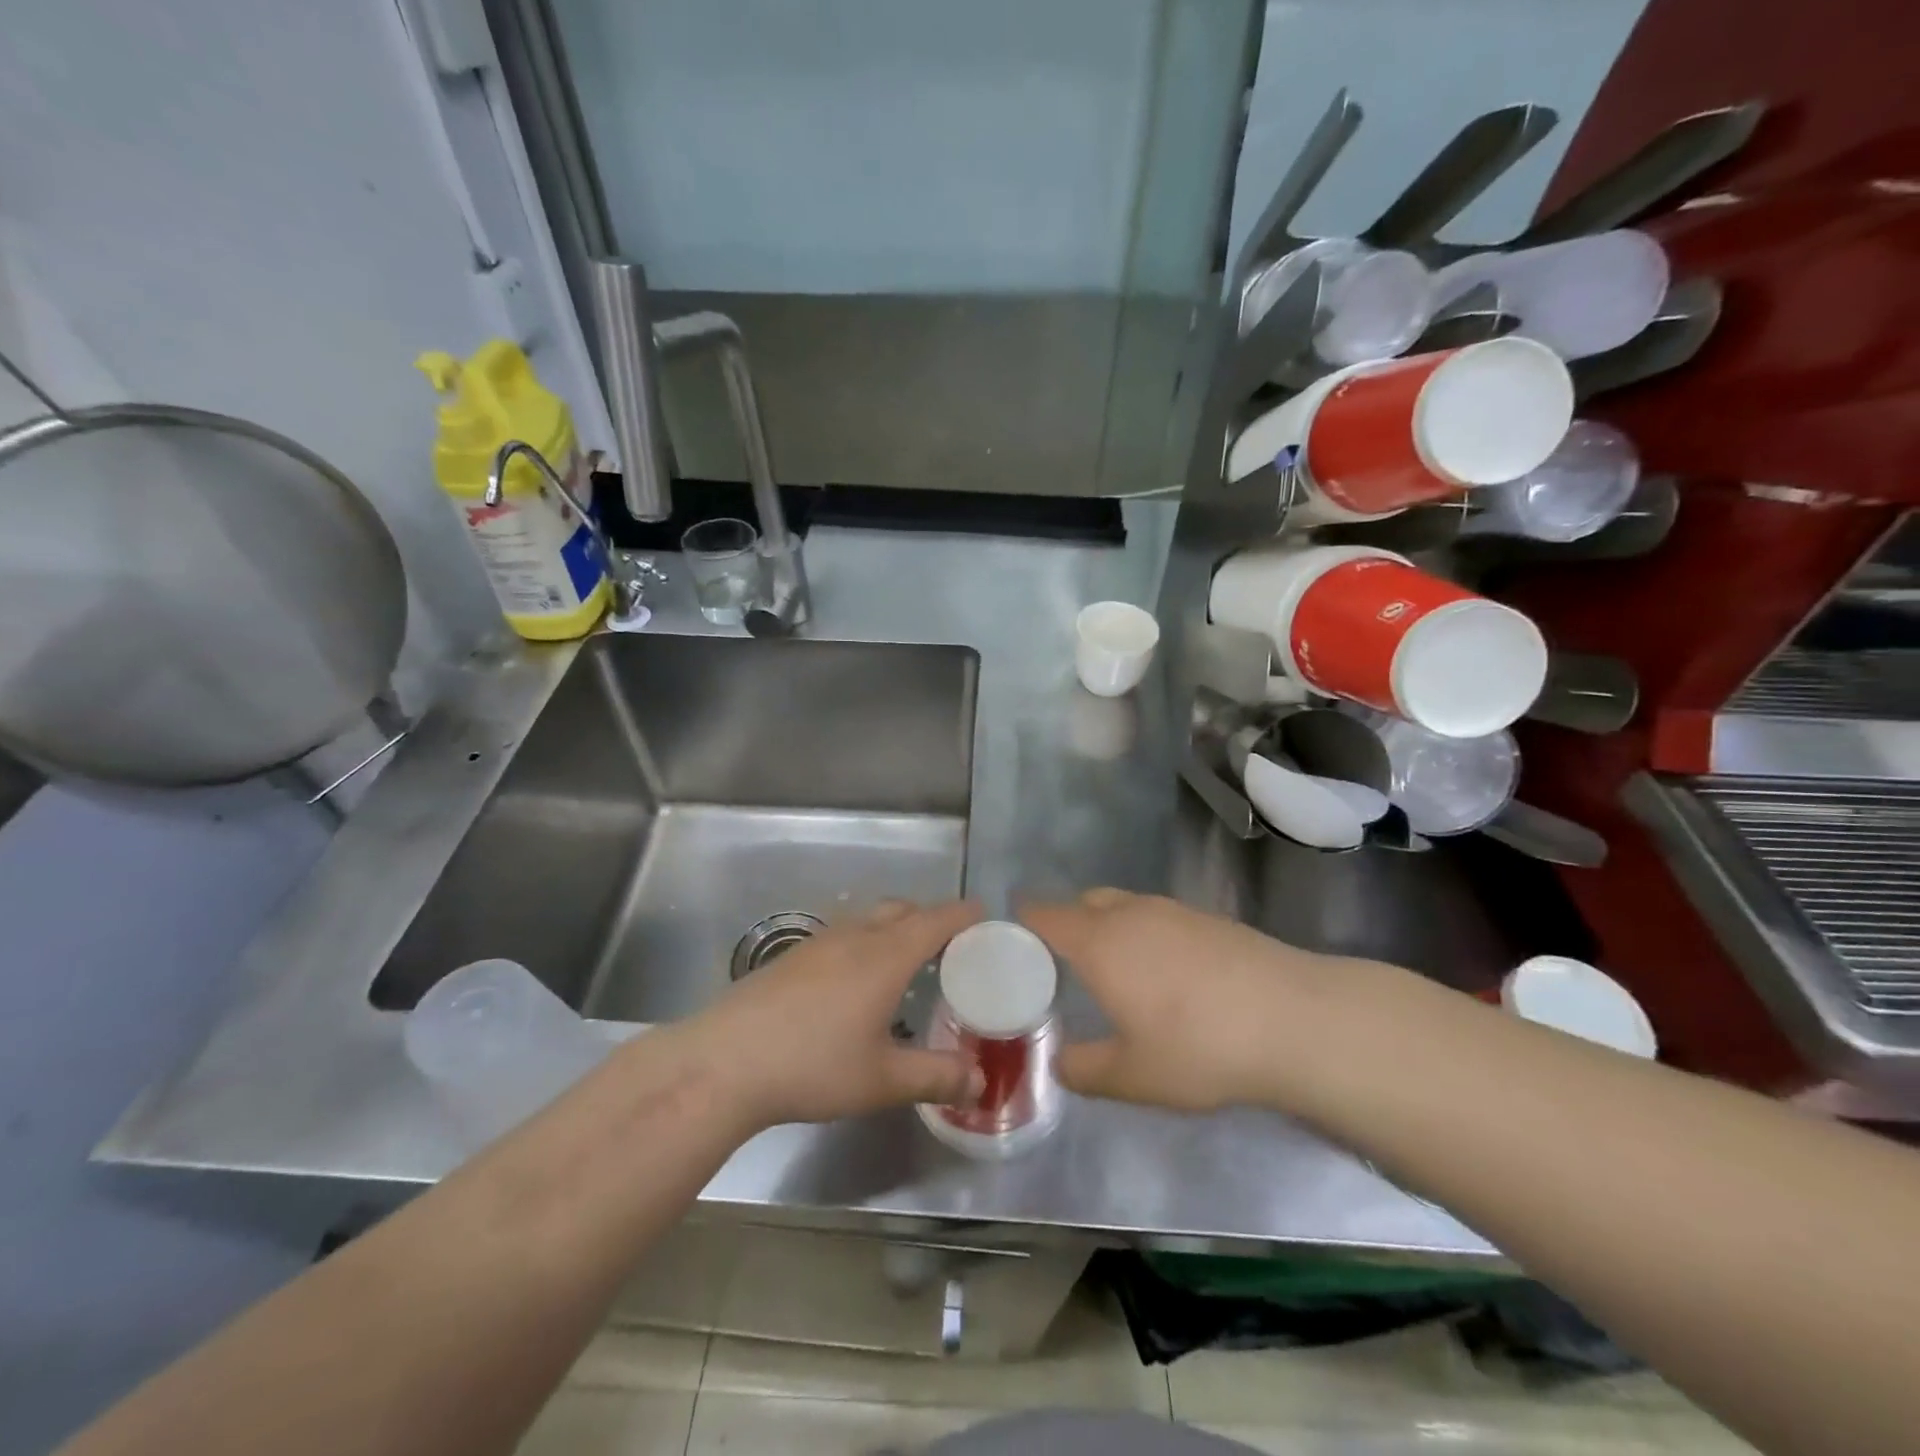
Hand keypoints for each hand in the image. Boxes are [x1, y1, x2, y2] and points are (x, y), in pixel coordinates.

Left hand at [679, 899, 984, 1129]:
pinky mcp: (791, 957)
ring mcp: (818, 942)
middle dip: (930, 917)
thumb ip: (935, 1077)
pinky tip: (855, 979)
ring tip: (906, 959)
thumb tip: (979, 1082)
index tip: (984, 914)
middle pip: (901, 910)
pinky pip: (843, 934)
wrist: (724, 1062)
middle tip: (950, 944)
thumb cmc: (813, 1066)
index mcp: (885, 956)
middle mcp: (854, 937)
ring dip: (894, 927)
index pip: (935, 920)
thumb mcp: (882, 1080)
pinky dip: (865, 940)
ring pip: (868, 919)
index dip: (963, 914)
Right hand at [1023, 889, 1339, 1111]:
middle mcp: (1130, 913)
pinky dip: (1144, 933)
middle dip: (1064, 924)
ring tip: (1116, 972)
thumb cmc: (1199, 1047)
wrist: (1295, 1020)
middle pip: (1082, 903)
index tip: (1009, 946)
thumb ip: (1084, 1070)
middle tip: (1061, 967)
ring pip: (1122, 905)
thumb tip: (1059, 1062)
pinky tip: (1166, 975)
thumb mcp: (1132, 1076)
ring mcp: (1173, 910)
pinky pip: (1157, 916)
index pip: (1044, 916)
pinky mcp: (1209, 918)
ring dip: (1107, 927)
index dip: (1020, 924)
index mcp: (1099, 942)